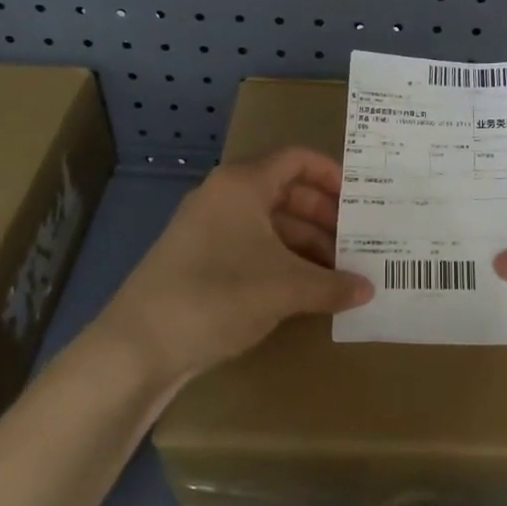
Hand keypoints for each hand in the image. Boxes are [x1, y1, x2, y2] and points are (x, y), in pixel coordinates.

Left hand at [93, 146, 372, 384]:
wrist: (139, 345)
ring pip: (270, 223)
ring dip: (307, 243)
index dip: (332, 174)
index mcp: (242, 185)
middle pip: (286, 192)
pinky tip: (306, 289)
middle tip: (358, 241)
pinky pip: (253, 248)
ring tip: (340, 272)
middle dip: (325, 216)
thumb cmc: (218, 295)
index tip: (361, 199)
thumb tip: (368, 289)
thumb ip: (332, 285)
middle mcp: (225, 197)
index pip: (297, 160)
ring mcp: (209, 229)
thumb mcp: (284, 288)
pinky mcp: (200, 260)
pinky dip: (282, 261)